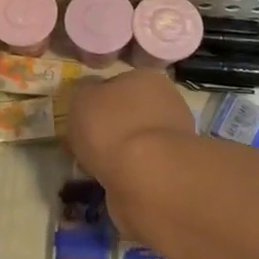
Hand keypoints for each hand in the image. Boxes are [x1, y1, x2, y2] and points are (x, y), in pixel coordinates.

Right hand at [67, 70, 195, 243]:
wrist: (148, 176)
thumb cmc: (112, 126)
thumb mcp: (81, 98)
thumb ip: (84, 91)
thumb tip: (88, 91)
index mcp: (145, 77)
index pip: (117, 83)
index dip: (97, 100)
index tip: (82, 118)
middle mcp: (167, 101)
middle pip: (130, 111)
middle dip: (112, 126)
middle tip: (88, 144)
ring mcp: (176, 136)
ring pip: (138, 140)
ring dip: (121, 151)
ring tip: (98, 167)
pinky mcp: (177, 168)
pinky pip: (144, 165)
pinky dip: (130, 171)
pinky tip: (115, 180)